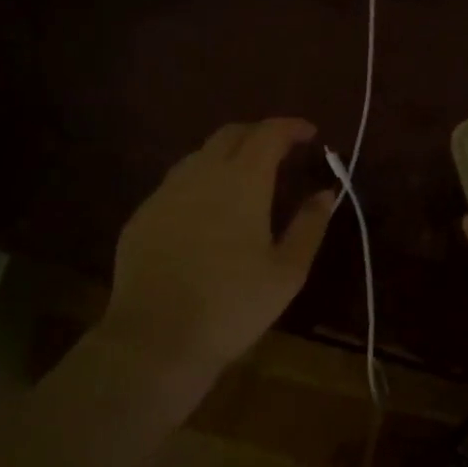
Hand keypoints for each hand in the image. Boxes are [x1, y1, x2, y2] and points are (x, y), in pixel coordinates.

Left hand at [104, 118, 336, 374]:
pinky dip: (202, 180)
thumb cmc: (233, 305)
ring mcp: (166, 192)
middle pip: (232, 133)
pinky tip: (208, 210)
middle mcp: (202, 173)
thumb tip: (325, 193)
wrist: (155, 339)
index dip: (292, 127)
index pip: (269, 133)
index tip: (310, 134)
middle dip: (260, 133)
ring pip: (201, 154)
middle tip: (281, 151)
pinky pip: (177, 182)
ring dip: (229, 154)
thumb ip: (309, 225)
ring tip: (246, 178)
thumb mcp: (287, 271)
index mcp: (243, 180)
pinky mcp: (143, 214)